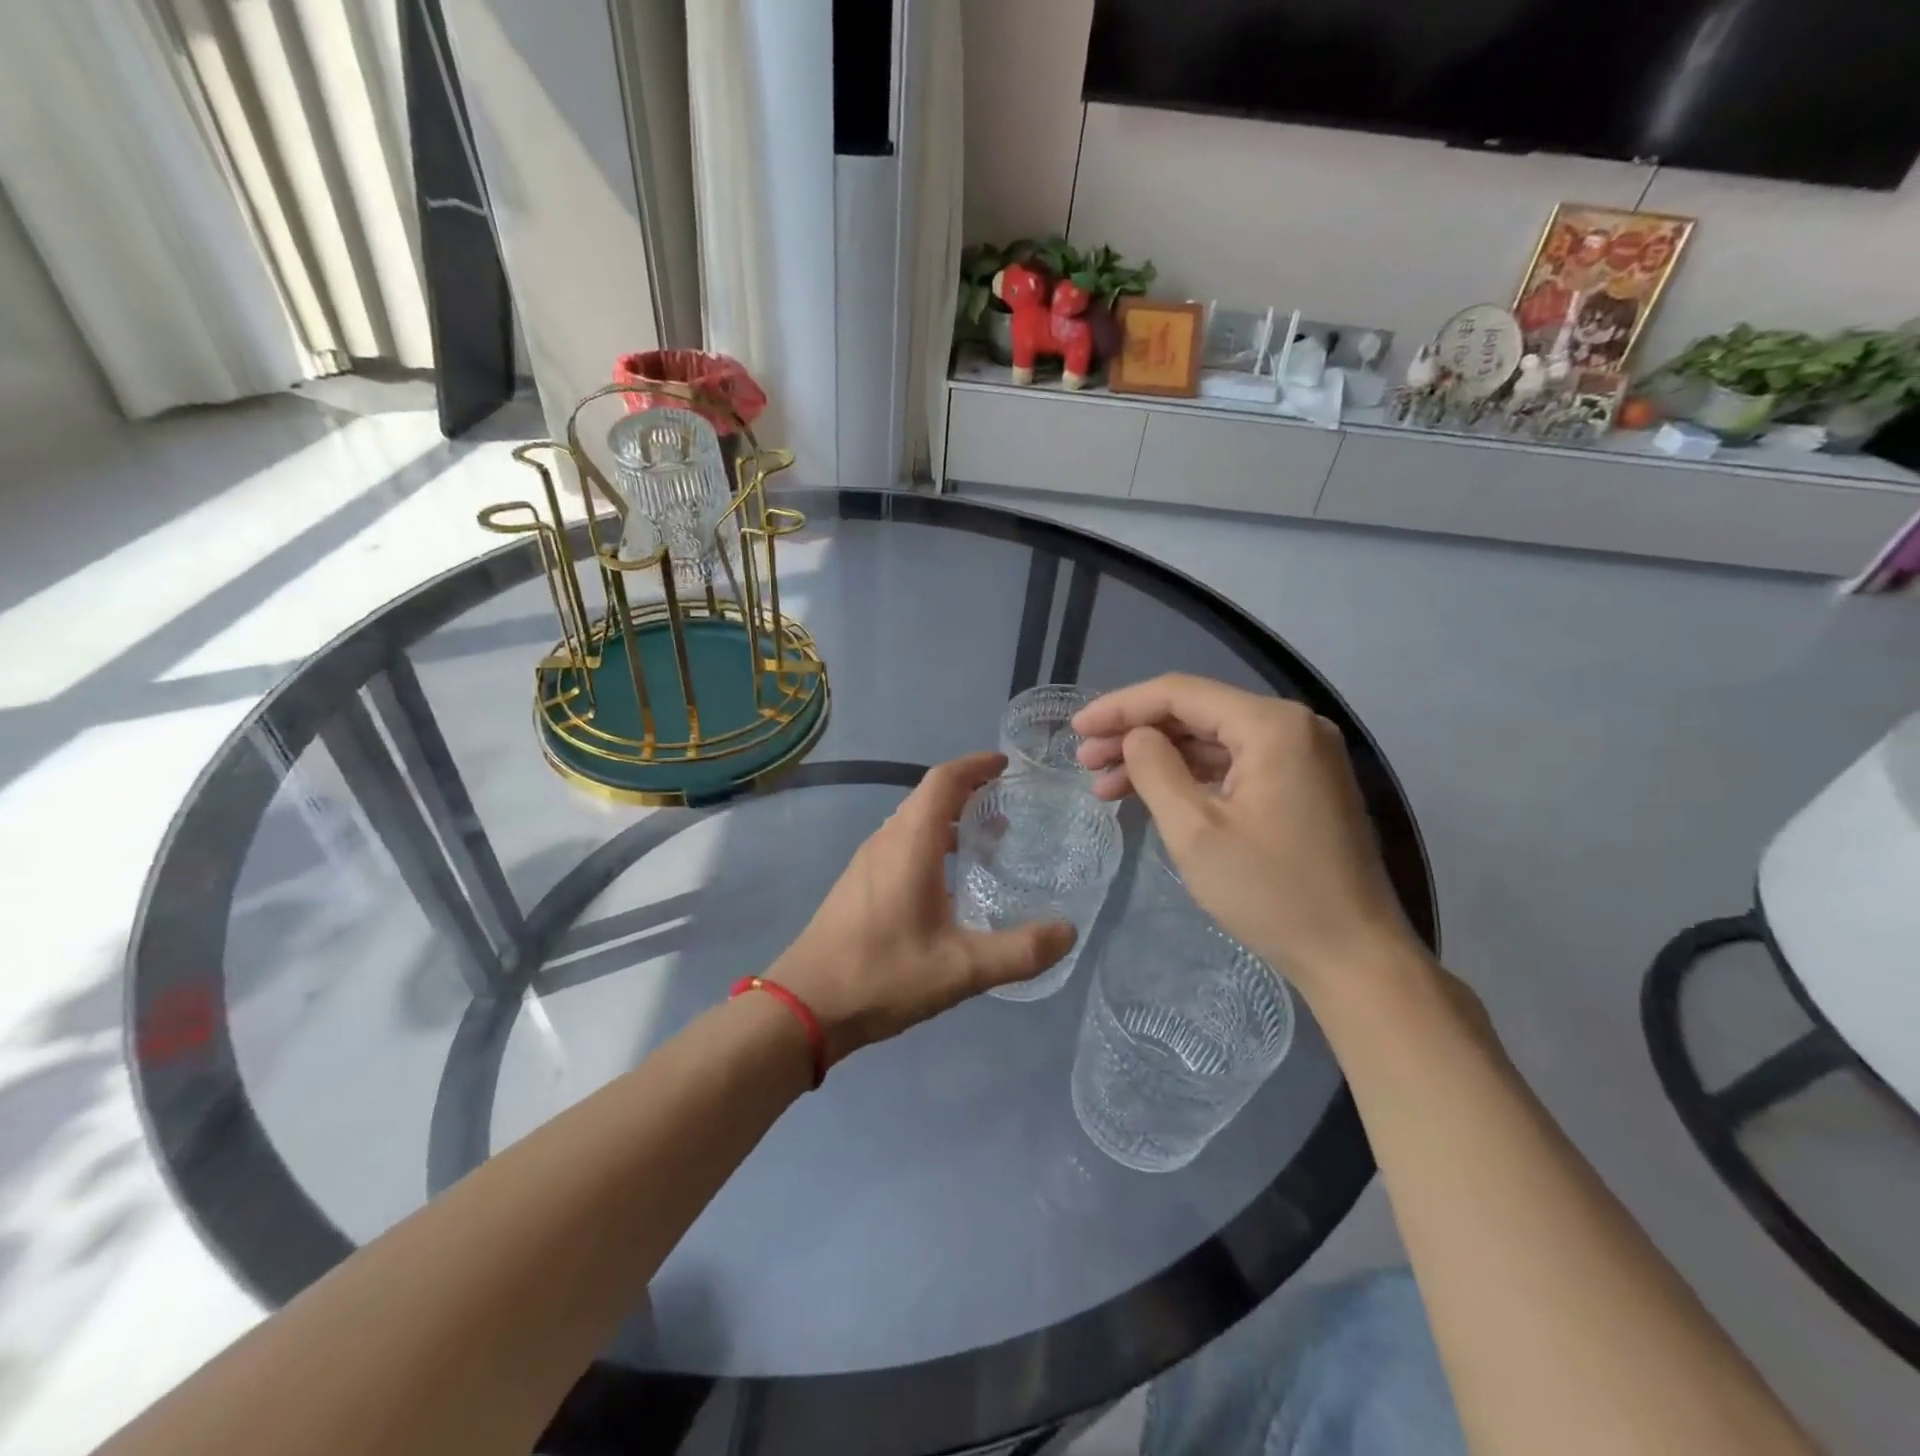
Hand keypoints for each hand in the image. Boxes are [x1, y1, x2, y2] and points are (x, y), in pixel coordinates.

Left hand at [771, 753, 1075, 1064]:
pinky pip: (900, 843)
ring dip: (949, 818)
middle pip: (928, 796)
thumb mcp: (961, 969)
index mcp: (910, 843)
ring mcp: (866, 861)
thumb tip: (1068, 932)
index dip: (975, 765)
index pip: (943, 780)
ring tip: (987, 839)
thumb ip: (1019, 951)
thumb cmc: (883, 975)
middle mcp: (886, 840)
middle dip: (968, 791)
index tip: (1006, 765)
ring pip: (912, 821)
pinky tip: (948, 880)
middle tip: (1009, 805)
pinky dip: (930, 842)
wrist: (805, 1006)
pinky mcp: (858, 883)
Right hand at [1073, 674, 1422, 995]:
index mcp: (1272, 725)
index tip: (1076, 729)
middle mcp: (1293, 725)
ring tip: (1106, 784)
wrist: (1354, 956)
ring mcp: (1303, 755)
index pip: (1180, 693)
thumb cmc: (1271, 893)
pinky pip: (1234, 764)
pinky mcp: (1303, 784)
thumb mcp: (1195, 831)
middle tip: (1085, 761)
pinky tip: (1152, 793)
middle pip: (1196, 712)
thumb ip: (1155, 770)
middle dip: (1135, 733)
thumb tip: (1136, 737)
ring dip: (1158, 757)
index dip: (1120, 707)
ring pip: (1212, 739)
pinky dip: (1190, 775)